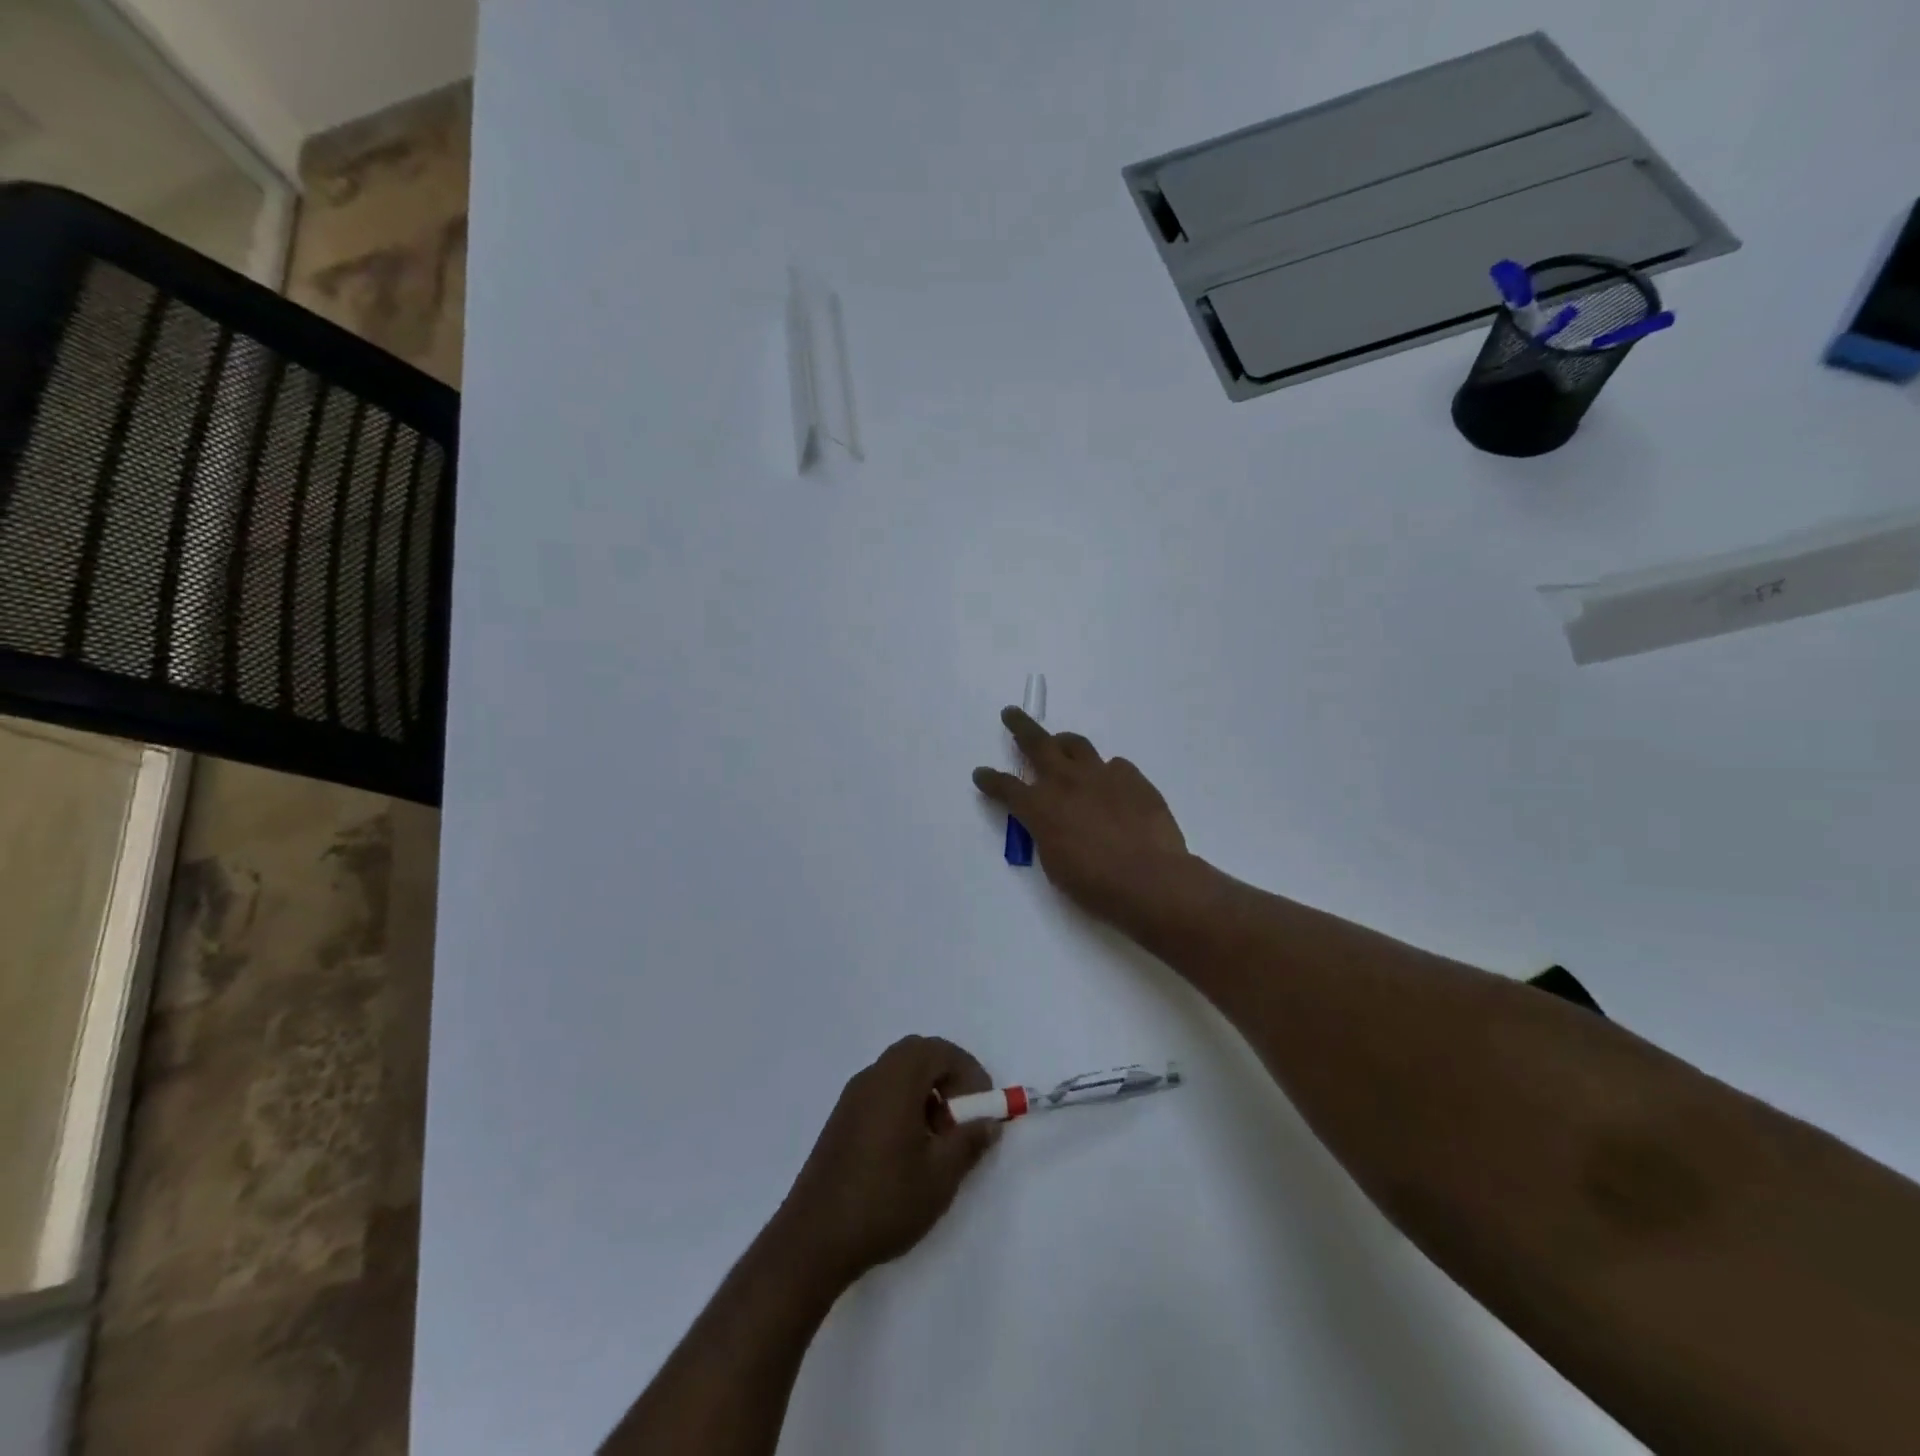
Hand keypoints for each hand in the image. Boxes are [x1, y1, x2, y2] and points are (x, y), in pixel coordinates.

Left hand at [776, 1037, 1000, 1287]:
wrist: (813, 1240)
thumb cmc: (885, 1201)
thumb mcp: (940, 1175)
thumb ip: (969, 1141)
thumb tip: (988, 1123)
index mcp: (896, 1081)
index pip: (938, 1050)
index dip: (968, 1071)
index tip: (983, 1106)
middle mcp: (871, 1078)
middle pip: (917, 1055)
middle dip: (947, 1077)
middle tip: (963, 1117)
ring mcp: (851, 1099)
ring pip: (898, 1074)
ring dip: (925, 1093)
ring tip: (938, 1140)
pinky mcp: (840, 1121)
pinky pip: (880, 1093)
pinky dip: (903, 1105)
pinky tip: (909, 1151)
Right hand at [972, 707, 1189, 921]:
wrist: (1149, 879)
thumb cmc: (1094, 884)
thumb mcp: (1054, 864)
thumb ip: (1048, 834)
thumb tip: (1053, 822)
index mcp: (1040, 807)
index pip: (1005, 786)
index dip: (990, 780)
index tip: (981, 773)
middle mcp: (1066, 782)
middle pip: (1037, 743)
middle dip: (1020, 726)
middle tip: (1011, 714)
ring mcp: (1102, 774)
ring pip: (1077, 744)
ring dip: (1064, 742)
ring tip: (1061, 743)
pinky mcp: (1133, 778)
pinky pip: (1115, 765)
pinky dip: (1106, 771)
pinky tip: (1111, 784)